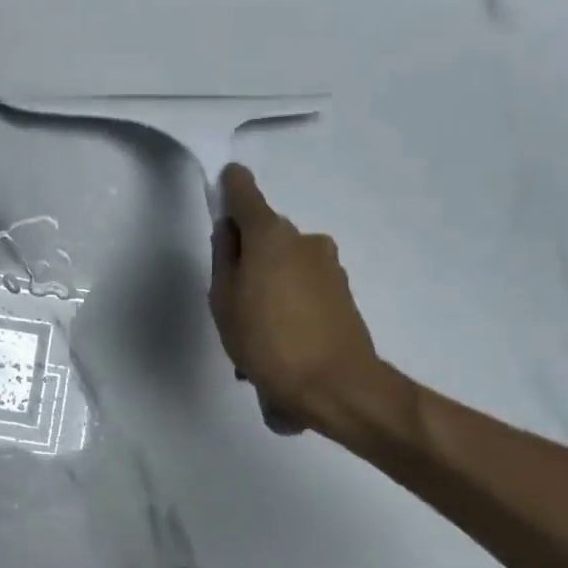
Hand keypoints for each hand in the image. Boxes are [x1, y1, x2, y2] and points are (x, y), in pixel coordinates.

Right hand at [209, 164, 381, 435]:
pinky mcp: (343, 292)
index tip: (225, 181)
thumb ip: (224, 258)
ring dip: (268, 285)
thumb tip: (230, 232)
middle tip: (230, 296)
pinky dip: (288, 303)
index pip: (246, 194)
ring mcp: (329, 266)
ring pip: (285, 264)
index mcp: (271, 235)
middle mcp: (304, 240)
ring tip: (255, 332)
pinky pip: (303, 287)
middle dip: (247, 256)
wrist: (335, 386)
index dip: (232, 187)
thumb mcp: (224, 300)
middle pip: (266, 235)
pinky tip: (279, 342)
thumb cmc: (266, 340)